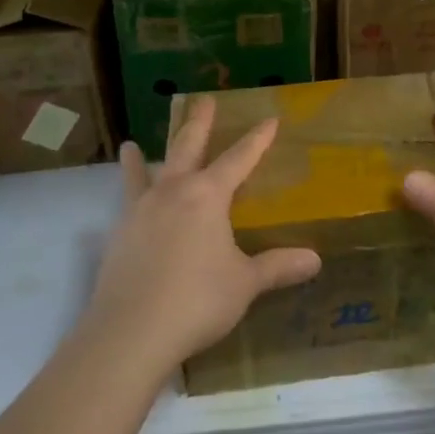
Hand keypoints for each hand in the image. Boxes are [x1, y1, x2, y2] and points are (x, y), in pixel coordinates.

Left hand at [82, 97, 321, 372]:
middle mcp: (173, 192)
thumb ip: (277, 267)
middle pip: (188, 147)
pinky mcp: (119, 235)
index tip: (270, 119)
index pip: (239, 158)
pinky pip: (124, 203)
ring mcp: (141, 211)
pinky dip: (124, 196)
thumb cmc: (196, 301)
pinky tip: (124, 202)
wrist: (129, 333)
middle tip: (204, 100)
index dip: (257, 139)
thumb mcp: (244, 284)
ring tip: (130, 144)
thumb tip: (315, 260)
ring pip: (146, 172)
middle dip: (199, 123)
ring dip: (142, 157)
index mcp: (208, 196)